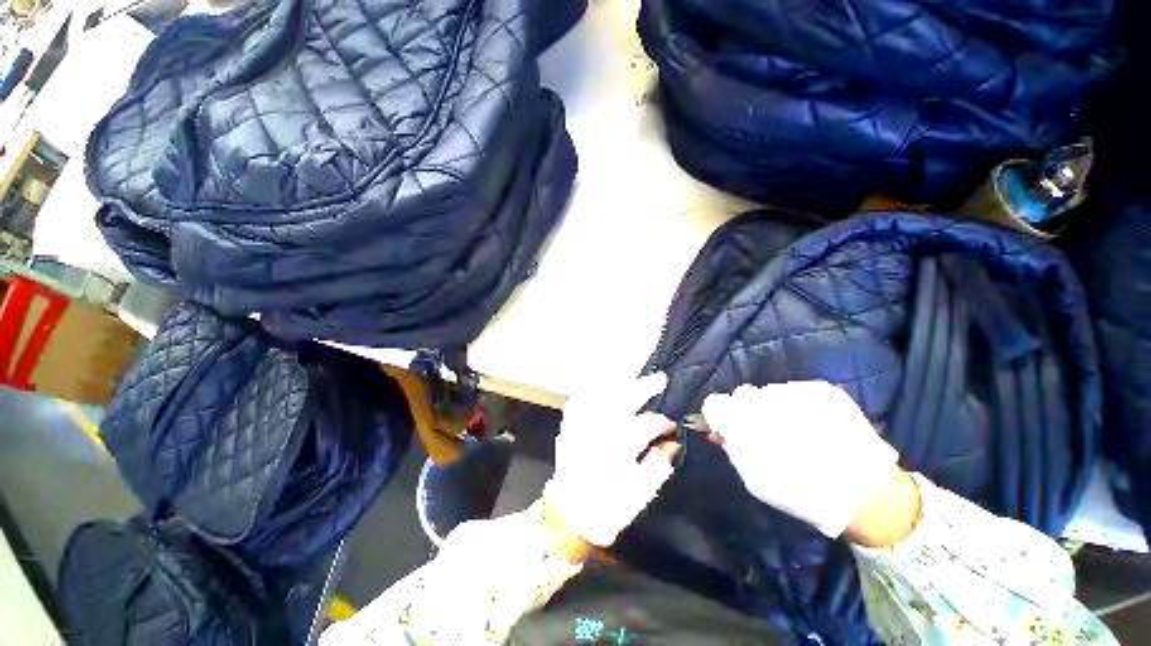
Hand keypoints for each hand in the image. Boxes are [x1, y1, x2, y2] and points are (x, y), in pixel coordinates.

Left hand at [542, 373, 678, 549]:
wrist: (569, 515)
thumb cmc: (607, 506)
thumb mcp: (639, 493)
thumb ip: (658, 466)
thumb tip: (673, 444)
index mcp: (619, 446)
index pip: (647, 424)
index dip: (663, 422)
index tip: (672, 425)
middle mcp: (600, 429)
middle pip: (625, 399)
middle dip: (645, 387)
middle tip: (660, 379)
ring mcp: (582, 425)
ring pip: (601, 394)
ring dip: (619, 383)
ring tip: (634, 379)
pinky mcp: (569, 426)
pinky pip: (580, 400)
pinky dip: (591, 390)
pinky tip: (601, 387)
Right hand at [701, 381, 904, 540]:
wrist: (866, 493)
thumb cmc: (802, 493)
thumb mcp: (756, 479)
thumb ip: (731, 449)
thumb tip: (717, 431)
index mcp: (746, 423)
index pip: (715, 403)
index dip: (720, 415)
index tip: (729, 427)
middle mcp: (767, 400)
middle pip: (742, 394)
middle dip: (747, 410)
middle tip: (765, 432)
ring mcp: (796, 391)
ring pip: (769, 392)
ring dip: (773, 407)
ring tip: (795, 431)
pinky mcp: (822, 389)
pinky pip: (796, 390)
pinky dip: (797, 405)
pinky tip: (813, 425)